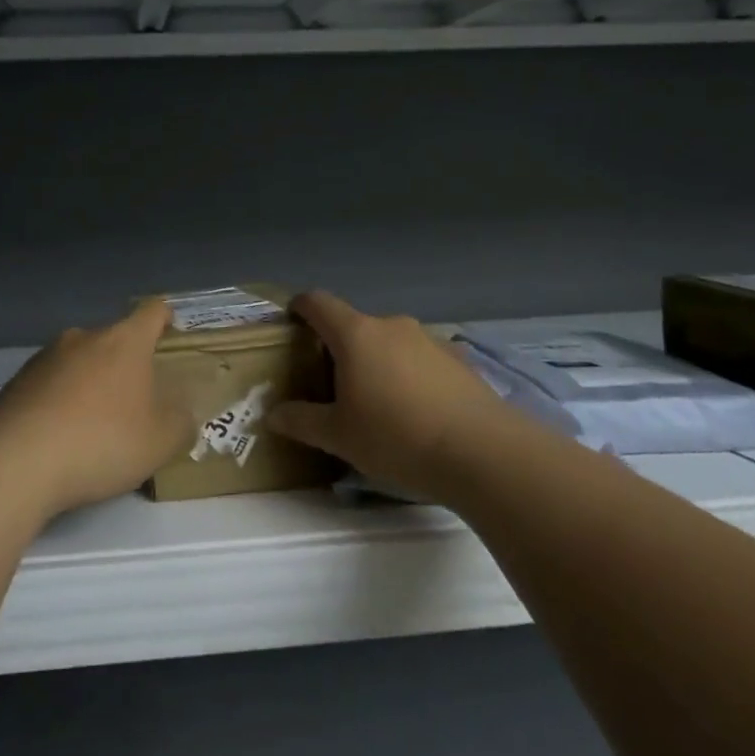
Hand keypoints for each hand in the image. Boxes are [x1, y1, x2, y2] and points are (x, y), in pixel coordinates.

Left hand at [0, 300, 190, 517]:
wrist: (16, 462)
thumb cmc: (102, 441)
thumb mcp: (161, 441)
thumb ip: (181, 423)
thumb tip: (181, 415)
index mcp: (124, 341)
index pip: (152, 312)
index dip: (165, 318)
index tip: (170, 331)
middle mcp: (83, 338)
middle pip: (113, 340)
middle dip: (126, 364)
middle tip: (136, 400)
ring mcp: (44, 358)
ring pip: (79, 362)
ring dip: (90, 384)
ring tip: (94, 425)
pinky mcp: (15, 383)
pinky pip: (49, 386)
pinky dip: (59, 403)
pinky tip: (59, 438)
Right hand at [268, 292, 520, 503]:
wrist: (482, 452)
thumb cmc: (396, 437)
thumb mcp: (338, 437)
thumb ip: (301, 421)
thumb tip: (272, 414)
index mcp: (356, 335)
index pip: (319, 303)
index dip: (300, 307)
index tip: (291, 319)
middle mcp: (392, 326)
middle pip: (355, 326)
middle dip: (340, 348)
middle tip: (332, 384)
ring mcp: (429, 339)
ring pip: (390, 343)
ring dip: (377, 362)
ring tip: (377, 403)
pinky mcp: (458, 359)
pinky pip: (419, 359)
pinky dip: (408, 375)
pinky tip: (415, 411)